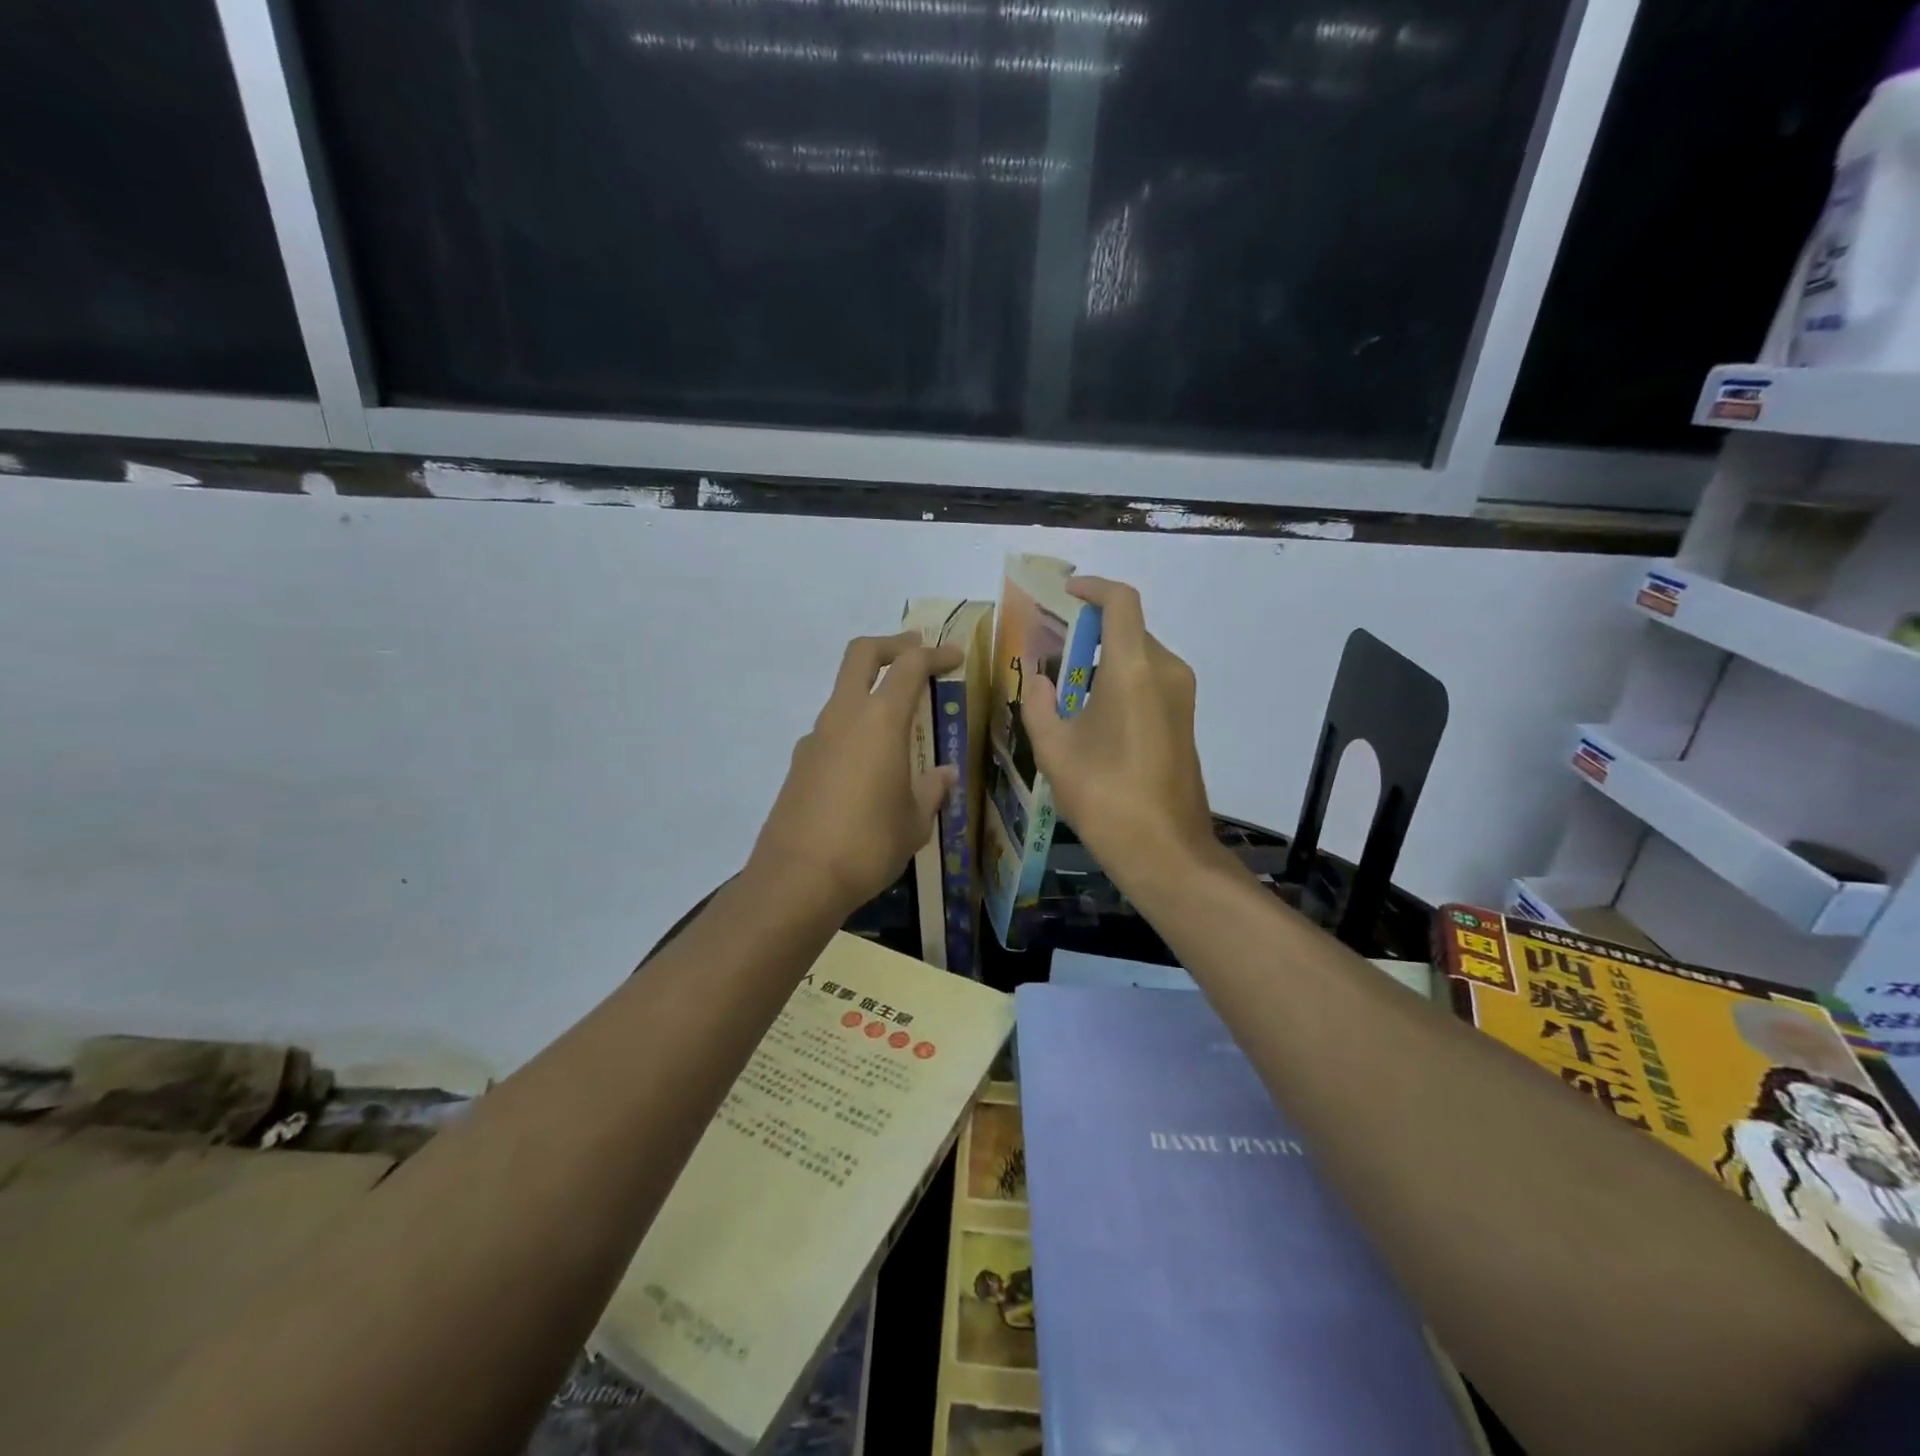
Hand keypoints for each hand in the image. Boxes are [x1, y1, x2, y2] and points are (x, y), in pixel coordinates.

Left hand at [749, 631, 962, 916]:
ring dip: (869, 690)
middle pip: (861, 655)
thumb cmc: (868, 844)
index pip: (909, 667)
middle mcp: (843, 717)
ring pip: (843, 693)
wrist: (798, 878)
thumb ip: (931, 791)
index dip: (934, 654)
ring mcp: (815, 738)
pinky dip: (854, 728)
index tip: (954, 657)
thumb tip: (944, 775)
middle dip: (892, 645)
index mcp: (880, 721)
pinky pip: (831, 730)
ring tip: (898, 719)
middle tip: (916, 650)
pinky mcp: (799, 763)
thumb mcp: (914, 821)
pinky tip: (868, 765)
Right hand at [1022, 578, 1221, 895]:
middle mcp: (1166, 671)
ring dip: (1103, 660)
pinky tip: (1091, 714)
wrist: (1165, 850)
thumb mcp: (1055, 750)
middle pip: (1128, 630)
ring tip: (1064, 686)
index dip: (1093, 588)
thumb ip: (1039, 703)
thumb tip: (1038, 678)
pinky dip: (1120, 681)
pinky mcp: (1184, 720)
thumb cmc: (1104, 795)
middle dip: (1089, 632)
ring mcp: (1181, 696)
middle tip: (1050, 650)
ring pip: (1139, 657)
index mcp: (1134, 668)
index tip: (1066, 594)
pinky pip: (1150, 682)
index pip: (1120, 602)